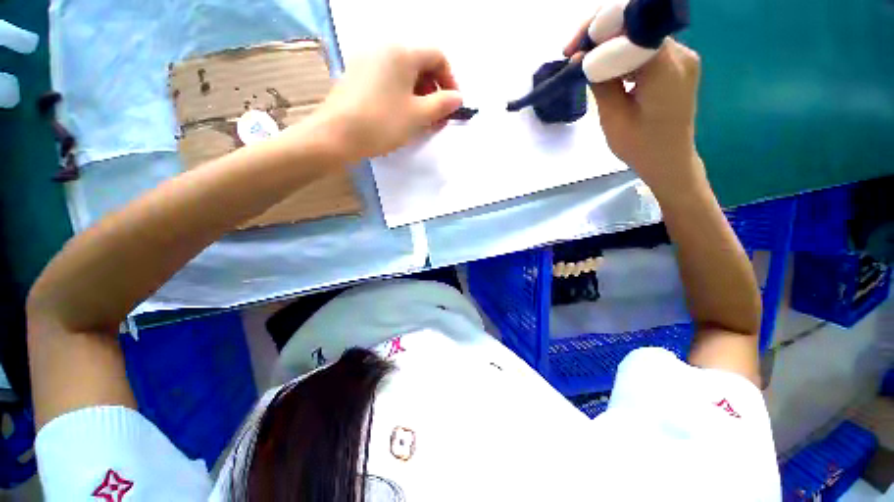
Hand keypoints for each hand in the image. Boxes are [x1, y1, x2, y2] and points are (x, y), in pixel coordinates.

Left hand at [304, 46, 462, 163]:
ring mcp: (367, 60)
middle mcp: (384, 48)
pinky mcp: (357, 75)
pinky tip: (401, 114)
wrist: (336, 135)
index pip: (437, 56)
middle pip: (419, 63)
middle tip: (437, 117)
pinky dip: (401, 94)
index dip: (450, 80)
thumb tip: (457, 98)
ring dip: (418, 95)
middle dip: (434, 90)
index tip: (452, 105)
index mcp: (402, 52)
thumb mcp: (418, 116)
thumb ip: (442, 104)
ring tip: (421, 120)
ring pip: (403, 73)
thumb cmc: (382, 123)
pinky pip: (387, 79)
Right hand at [564, 36, 703, 194]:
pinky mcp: (676, 65)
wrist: (670, 161)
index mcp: (666, 68)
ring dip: (609, 45)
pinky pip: (645, 49)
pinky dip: (622, 54)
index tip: (572, 49)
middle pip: (636, 26)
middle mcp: (680, 54)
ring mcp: (681, 57)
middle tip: (572, 53)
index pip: (632, 28)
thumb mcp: (613, 118)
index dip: (599, 30)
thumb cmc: (641, 147)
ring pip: (639, 36)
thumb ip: (600, 83)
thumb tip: (582, 58)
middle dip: (601, 35)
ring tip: (584, 63)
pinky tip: (606, 69)